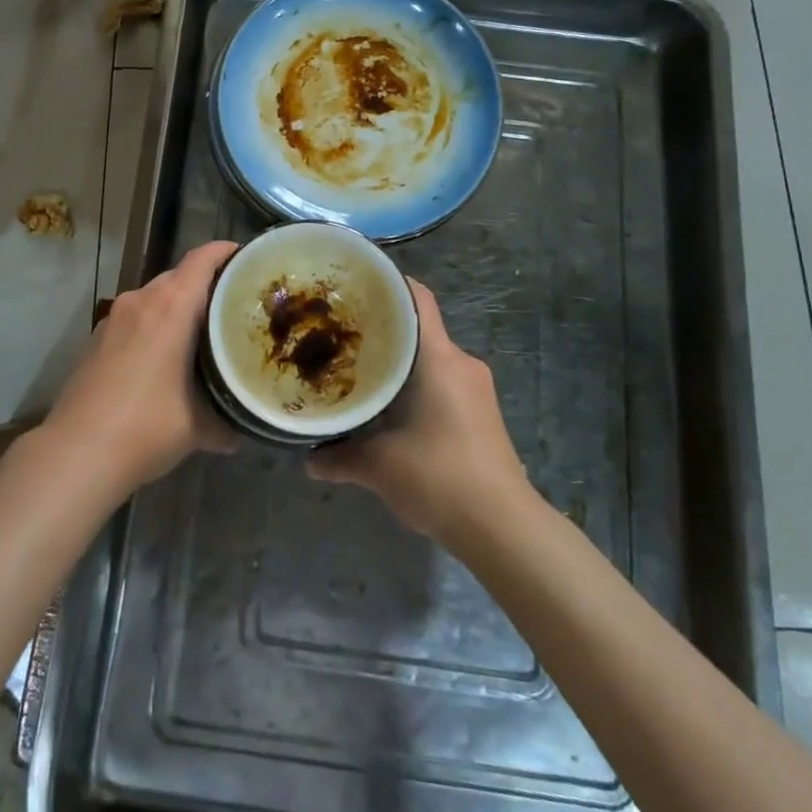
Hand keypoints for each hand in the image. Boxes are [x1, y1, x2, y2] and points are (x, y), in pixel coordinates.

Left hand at [42, 240, 239, 493]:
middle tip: (232, 307)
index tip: (248, 260)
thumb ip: (225, 420)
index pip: (202, 259)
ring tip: (200, 333)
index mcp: (171, 306)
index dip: (226, 252)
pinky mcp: (96, 338)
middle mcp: (141, 300)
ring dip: (177, 308)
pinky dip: (154, 325)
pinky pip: (135, 318)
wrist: (77, 452)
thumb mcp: (199, 426)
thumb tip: (241, 431)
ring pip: (154, 297)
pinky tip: (163, 357)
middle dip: (206, 285)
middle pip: (179, 276)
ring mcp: (114, 318)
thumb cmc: (147, 426)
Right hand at [308, 277, 526, 542]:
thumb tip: (308, 459)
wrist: (504, 529)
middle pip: (420, 327)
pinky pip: (443, 380)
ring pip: (431, 357)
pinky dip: (416, 383)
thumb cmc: (440, 478)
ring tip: (360, 369)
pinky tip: (390, 407)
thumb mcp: (379, 467)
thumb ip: (339, 457)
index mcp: (440, 359)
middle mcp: (462, 364)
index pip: (418, 298)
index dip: (389, 283)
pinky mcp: (482, 413)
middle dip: (383, 328)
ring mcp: (476, 389)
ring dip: (400, 360)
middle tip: (342, 332)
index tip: (354, 285)